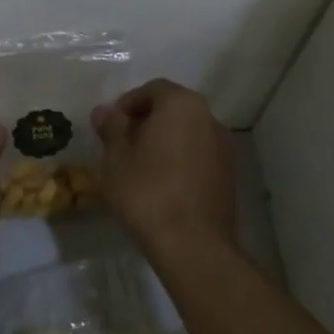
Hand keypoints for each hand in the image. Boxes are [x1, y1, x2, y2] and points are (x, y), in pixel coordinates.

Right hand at [92, 80, 237, 263]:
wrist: (193, 244)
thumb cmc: (147, 191)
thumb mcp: (116, 157)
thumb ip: (111, 128)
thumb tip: (104, 111)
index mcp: (182, 105)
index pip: (153, 89)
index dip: (128, 102)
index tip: (111, 123)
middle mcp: (209, 119)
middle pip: (173, 110)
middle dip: (146, 122)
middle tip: (121, 144)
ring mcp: (224, 148)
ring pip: (187, 134)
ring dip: (164, 142)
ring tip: (139, 166)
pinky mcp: (229, 176)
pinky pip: (198, 157)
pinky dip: (179, 161)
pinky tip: (161, 185)